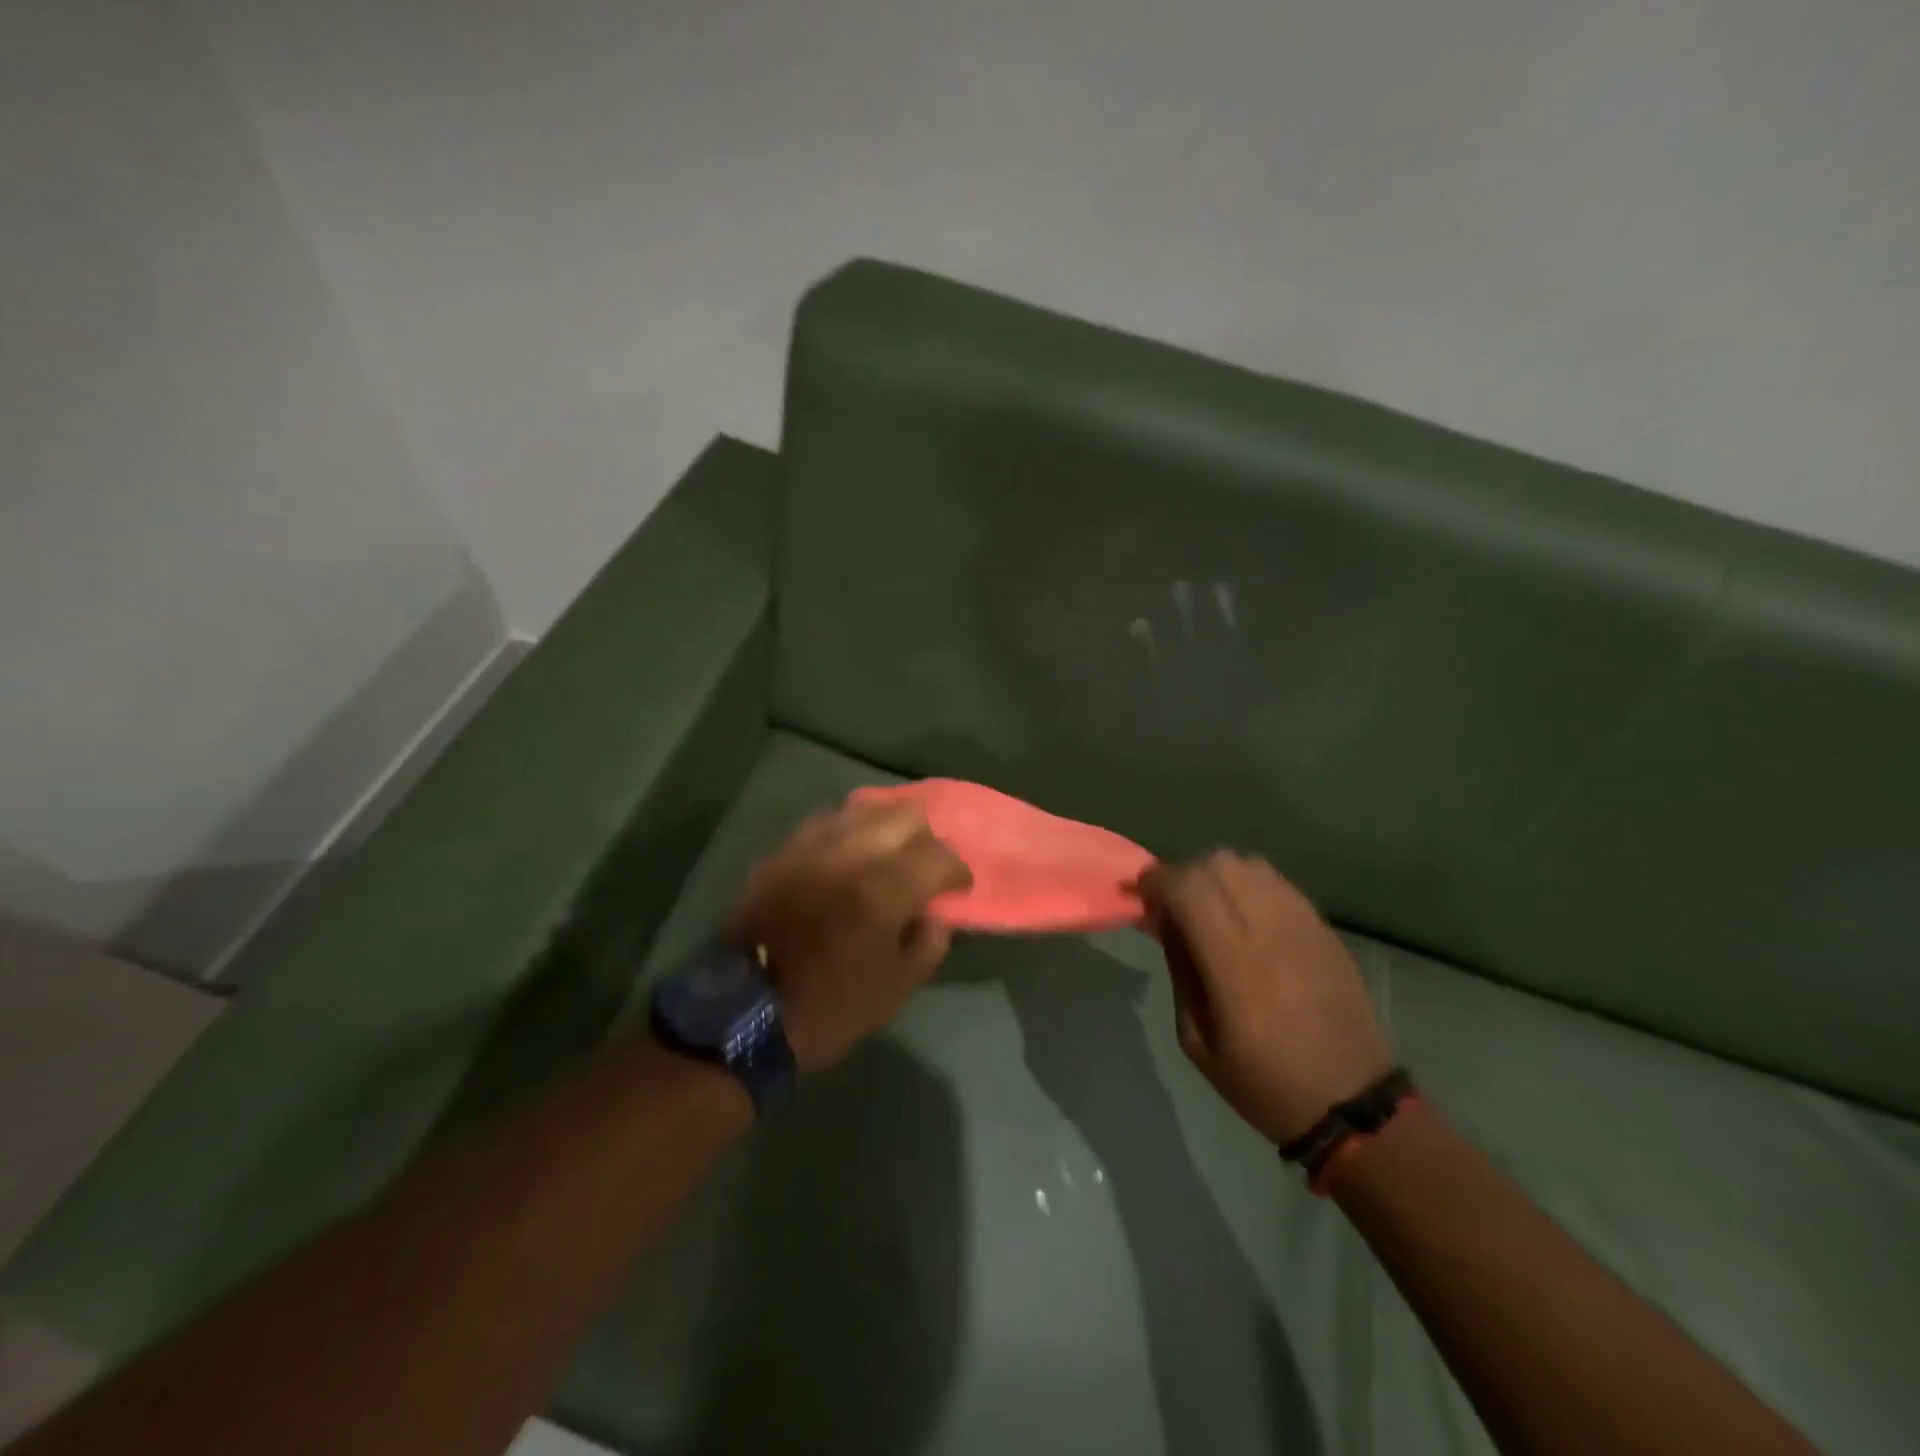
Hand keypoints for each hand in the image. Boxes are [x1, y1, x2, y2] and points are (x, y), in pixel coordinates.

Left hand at [731, 797, 971, 1070]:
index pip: (938, 856)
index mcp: (883, 890)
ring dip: (886, 827)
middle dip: (926, 838)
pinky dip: (848, 830)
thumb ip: (928, 945)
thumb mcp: (894, 991)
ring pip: (863, 808)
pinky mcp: (782, 852)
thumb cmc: (828, 1008)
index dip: (957, 870)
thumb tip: (936, 914)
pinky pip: (826, 822)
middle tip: (926, 866)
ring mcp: (812, 847)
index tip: (958, 887)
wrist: (742, 1012)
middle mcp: (850, 855)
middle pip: (905, 816)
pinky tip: (850, 852)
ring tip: (889, 853)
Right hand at [1138, 852, 1392, 1144]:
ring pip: (1248, 864)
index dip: (1156, 880)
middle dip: (1183, 874)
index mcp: (1232, 964)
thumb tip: (1164, 922)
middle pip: (1217, 864)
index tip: (1139, 894)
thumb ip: (1179, 970)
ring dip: (1217, 875)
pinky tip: (1244, 915)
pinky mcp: (1322, 926)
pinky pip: (1276, 881)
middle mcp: (1268, 929)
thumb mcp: (1196, 1040)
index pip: (1187, 887)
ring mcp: (1301, 923)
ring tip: (1208, 906)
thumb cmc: (1263, 1081)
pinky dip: (1249, 884)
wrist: (1351, 1102)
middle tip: (1171, 903)